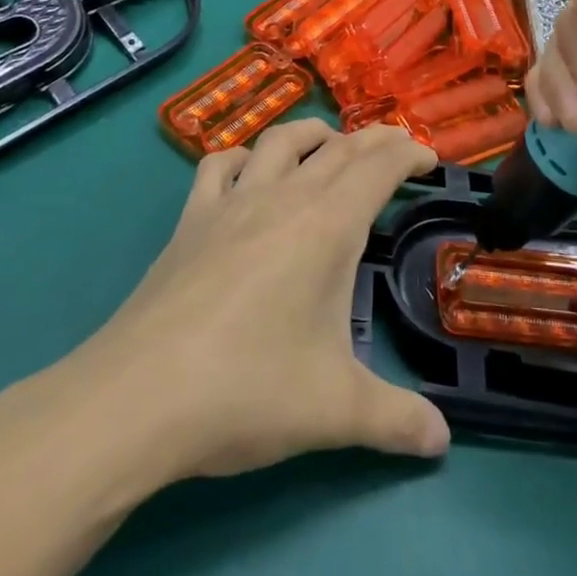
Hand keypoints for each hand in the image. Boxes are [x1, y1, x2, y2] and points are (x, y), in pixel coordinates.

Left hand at [58, 120, 449, 480]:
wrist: (136, 398)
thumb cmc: (248, 391)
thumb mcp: (336, 411)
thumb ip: (397, 420)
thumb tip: (440, 440)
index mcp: (327, 226)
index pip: (378, 166)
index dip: (409, 154)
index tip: (429, 161)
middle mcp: (282, 198)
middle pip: (338, 147)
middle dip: (375, 141)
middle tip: (398, 152)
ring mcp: (231, 204)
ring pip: (279, 141)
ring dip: (314, 135)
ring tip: (331, 148)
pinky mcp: (190, 221)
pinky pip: (219, 166)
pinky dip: (244, 157)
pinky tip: (249, 173)